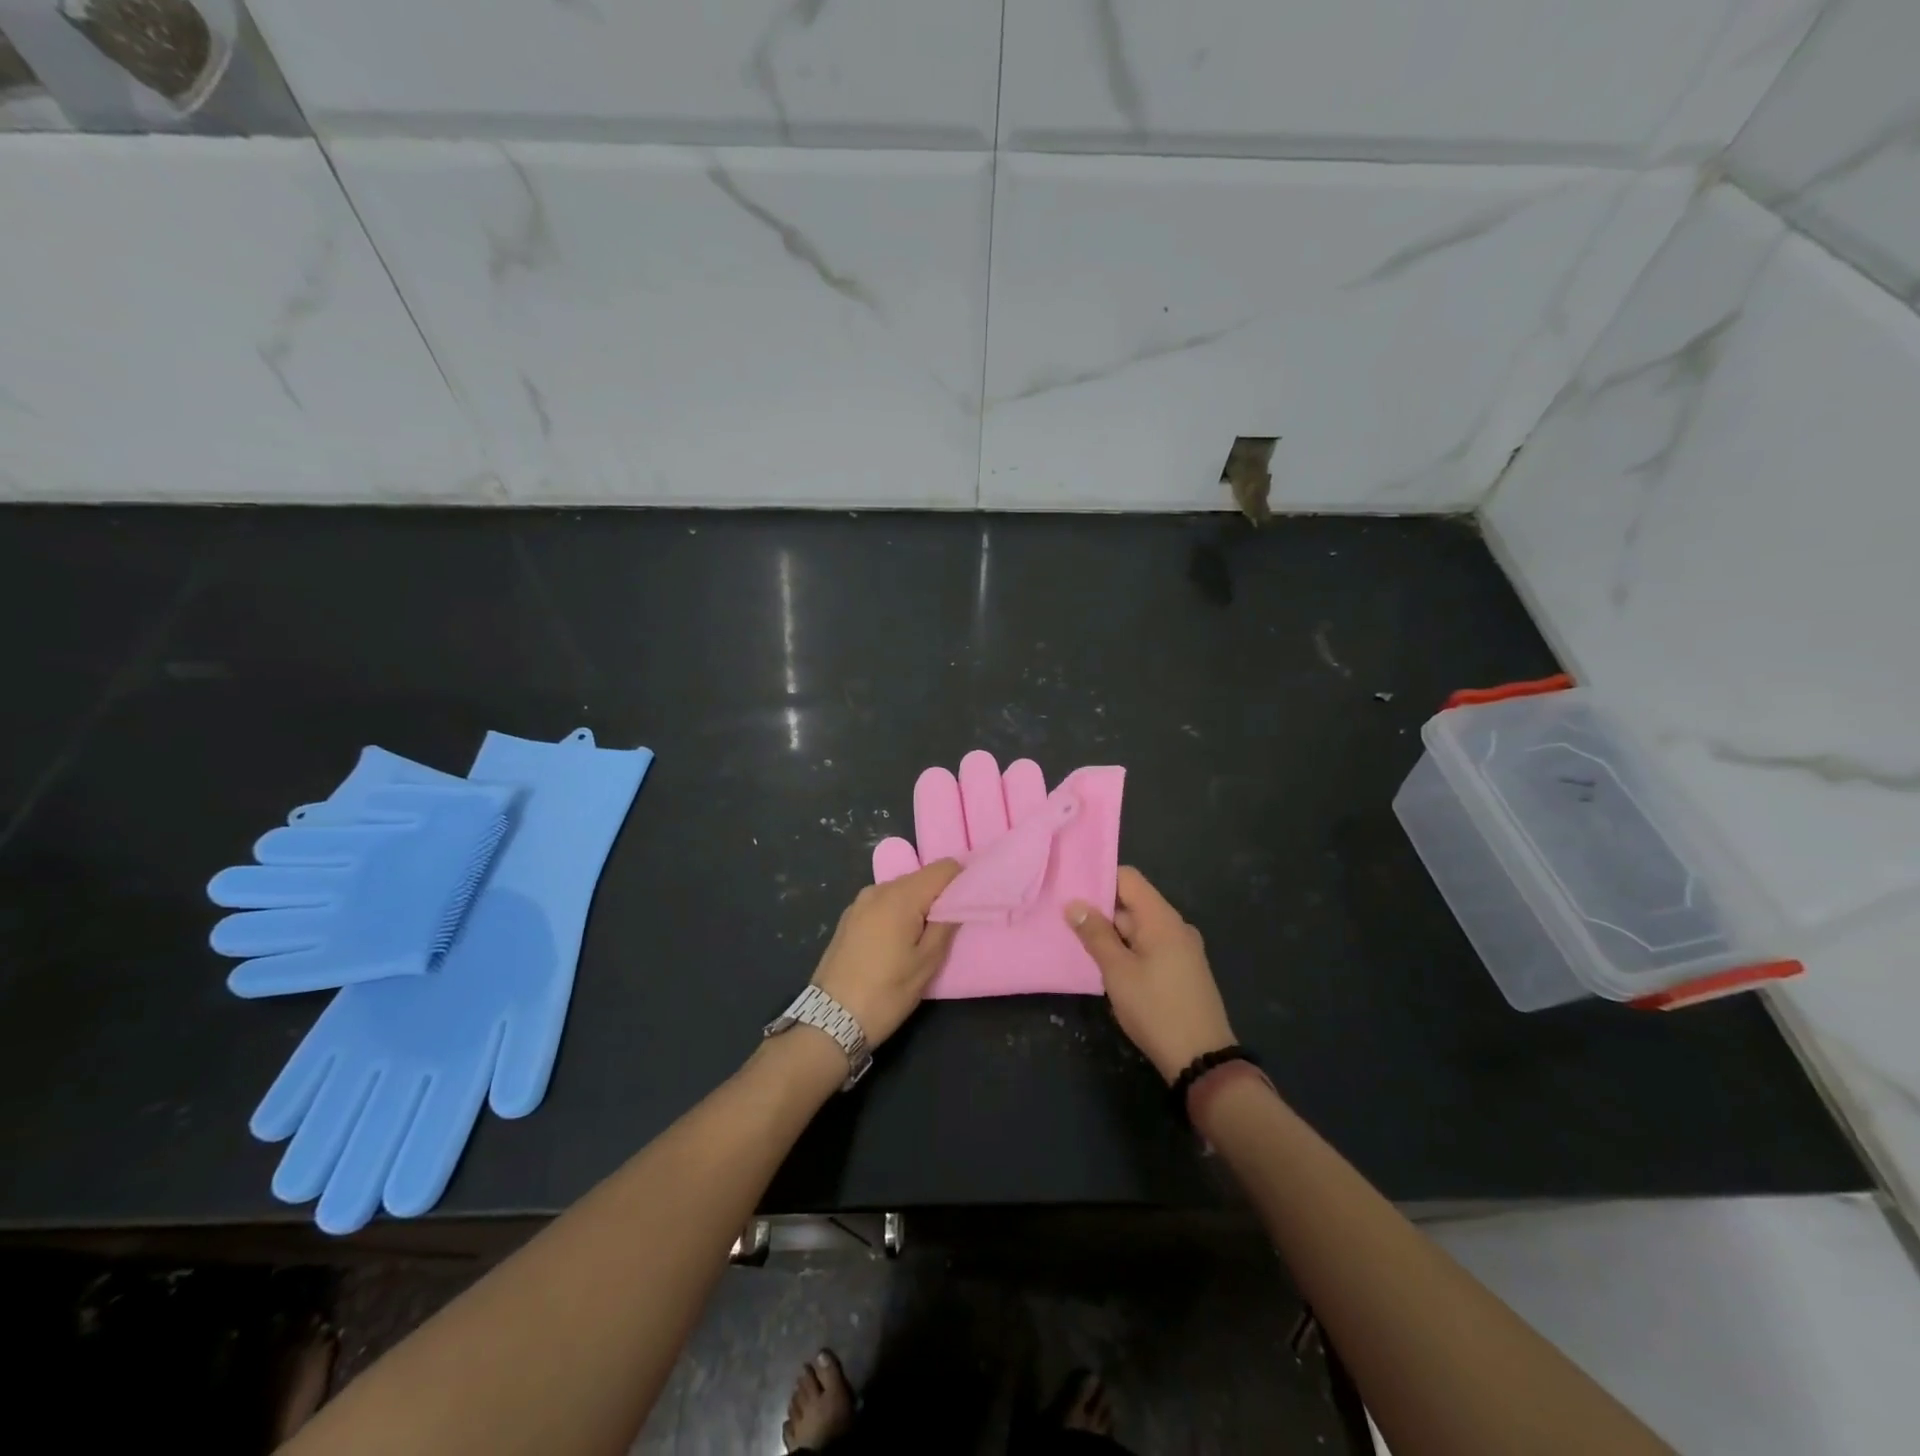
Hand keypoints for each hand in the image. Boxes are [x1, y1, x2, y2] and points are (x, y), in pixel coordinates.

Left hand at [811, 859, 963, 1046]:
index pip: (943, 867)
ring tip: (924, 937)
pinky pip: (883, 903)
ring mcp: (859, 902)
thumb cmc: (886, 992)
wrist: (830, 1020)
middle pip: (921, 877)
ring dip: (917, 905)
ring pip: (901, 890)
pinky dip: (897, 912)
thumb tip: (959, 899)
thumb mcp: (927, 963)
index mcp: (901, 896)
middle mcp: (878, 889)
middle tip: (951, 926)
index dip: (962, 880)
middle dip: (939, 894)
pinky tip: (897, 941)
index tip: (970, 902)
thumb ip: (946, 924)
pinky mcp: (848, 917)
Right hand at [1066, 866, 1235, 1082]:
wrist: (1202, 1059)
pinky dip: (1129, 950)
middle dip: (1101, 911)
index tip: (1071, 891)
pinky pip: (1151, 947)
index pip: (1128, 878)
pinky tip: (1108, 968)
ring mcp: (1182, 949)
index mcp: (1162, 919)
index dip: (1099, 879)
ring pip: (1140, 928)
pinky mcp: (1183, 970)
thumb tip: (1075, 904)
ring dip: (1113, 934)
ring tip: (1080, 945)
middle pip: (1133, 903)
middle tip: (1066, 922)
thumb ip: (1095, 934)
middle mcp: (1175, 926)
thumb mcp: (1117, 972)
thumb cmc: (1156, 1009)